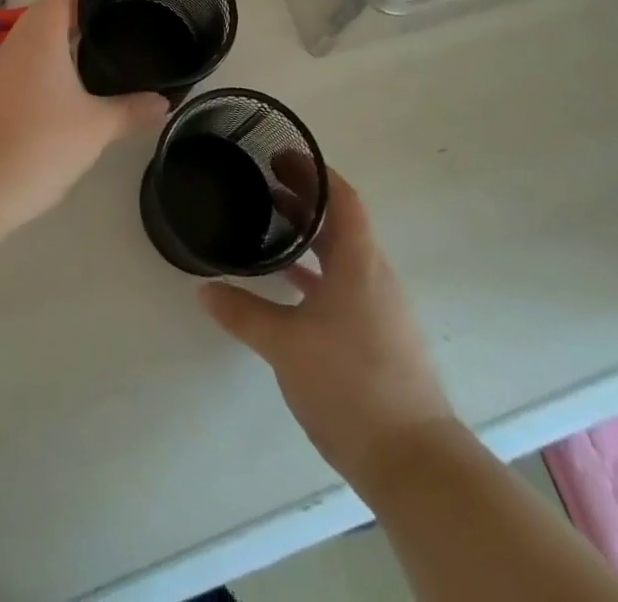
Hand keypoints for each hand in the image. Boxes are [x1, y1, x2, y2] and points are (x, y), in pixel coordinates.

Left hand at [0, 0, 167, 233]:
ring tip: (106, 43)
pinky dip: (55, 60)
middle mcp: (19, 42)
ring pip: (39, 37)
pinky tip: (76, 82)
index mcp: (41, 34)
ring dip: (68, 35)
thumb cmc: (36, 145)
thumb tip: (164, 102)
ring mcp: (3, 68)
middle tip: (125, 13)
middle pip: (52, 8)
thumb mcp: (95, 128)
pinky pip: (31, 62)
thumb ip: (132, 111)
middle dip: (86, 7)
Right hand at [198, 164, 454, 490]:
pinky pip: (343, 285)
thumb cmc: (351, 384)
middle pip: (341, 223)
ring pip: (342, 256)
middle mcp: (374, 276)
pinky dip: (316, 273)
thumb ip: (244, 314)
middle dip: (306, 199)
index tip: (282, 156)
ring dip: (310, 236)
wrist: (413, 461)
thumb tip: (204, 290)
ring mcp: (379, 308)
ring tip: (272, 225)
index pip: (343, 198)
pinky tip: (289, 287)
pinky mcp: (377, 337)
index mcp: (360, 262)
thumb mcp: (286, 345)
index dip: (314, 172)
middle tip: (266, 182)